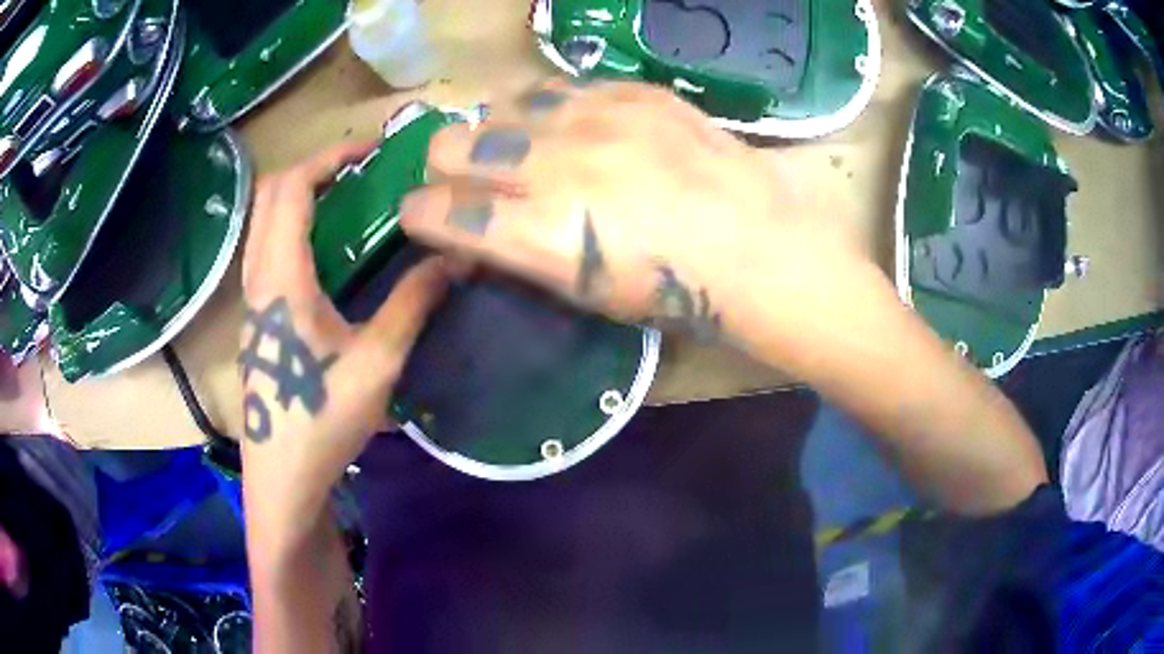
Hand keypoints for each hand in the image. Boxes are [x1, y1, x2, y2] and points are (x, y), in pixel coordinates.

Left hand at [239, 141, 450, 516]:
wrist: (283, 475)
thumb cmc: (322, 419)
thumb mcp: (376, 363)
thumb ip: (412, 303)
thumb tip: (456, 257)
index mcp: (282, 277)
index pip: (293, 189)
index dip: (330, 158)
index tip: (371, 150)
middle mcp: (259, 277)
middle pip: (271, 195)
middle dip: (313, 167)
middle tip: (359, 169)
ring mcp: (253, 298)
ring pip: (264, 221)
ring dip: (299, 195)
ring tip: (345, 198)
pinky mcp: (257, 316)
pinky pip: (267, 247)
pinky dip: (293, 224)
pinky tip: (326, 248)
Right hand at [399, 79, 862, 344]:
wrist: (756, 240)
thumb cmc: (674, 289)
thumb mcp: (587, 295)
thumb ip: (522, 256)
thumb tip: (477, 233)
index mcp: (539, 232)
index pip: (439, 210)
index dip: (419, 215)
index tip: (422, 217)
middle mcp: (552, 166)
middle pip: (449, 145)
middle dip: (446, 168)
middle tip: (470, 182)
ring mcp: (593, 119)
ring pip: (498, 108)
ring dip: (498, 133)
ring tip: (528, 151)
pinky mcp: (629, 93)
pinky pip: (558, 90)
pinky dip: (551, 114)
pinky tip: (576, 131)